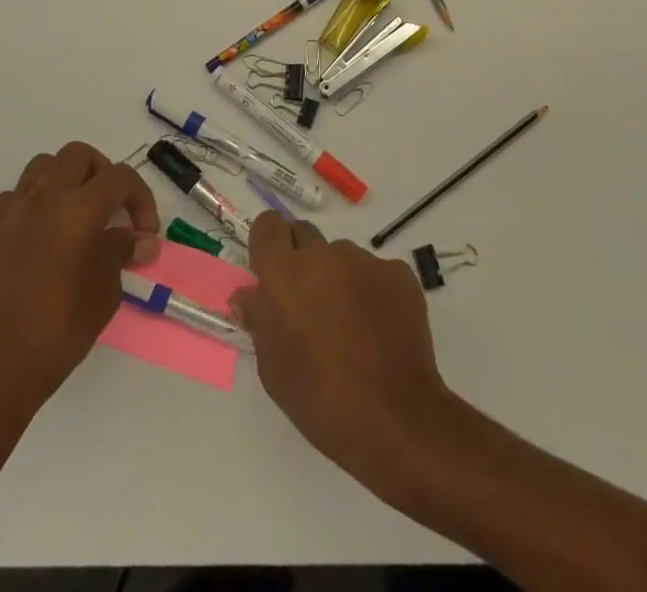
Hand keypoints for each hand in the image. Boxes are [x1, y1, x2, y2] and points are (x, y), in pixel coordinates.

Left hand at [0, 142, 160, 419]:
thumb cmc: (61, 329)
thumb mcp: (105, 291)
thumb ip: (121, 252)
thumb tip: (142, 239)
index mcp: (78, 207)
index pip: (120, 177)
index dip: (141, 198)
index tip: (146, 232)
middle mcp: (44, 197)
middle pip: (79, 155)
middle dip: (103, 174)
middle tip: (112, 209)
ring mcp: (13, 212)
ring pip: (43, 166)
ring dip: (66, 179)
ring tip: (77, 213)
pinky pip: (14, 197)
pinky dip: (33, 203)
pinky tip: (41, 233)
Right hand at [231, 212, 454, 482]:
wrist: (396, 420)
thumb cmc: (321, 400)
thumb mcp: (273, 369)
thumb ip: (259, 320)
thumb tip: (248, 294)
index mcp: (284, 273)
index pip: (268, 226)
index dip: (268, 243)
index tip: (271, 269)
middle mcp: (323, 255)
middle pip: (304, 235)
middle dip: (301, 260)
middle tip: (308, 303)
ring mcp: (364, 261)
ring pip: (341, 256)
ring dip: (337, 278)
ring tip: (350, 325)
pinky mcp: (398, 273)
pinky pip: (375, 271)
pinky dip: (372, 291)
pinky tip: (379, 328)